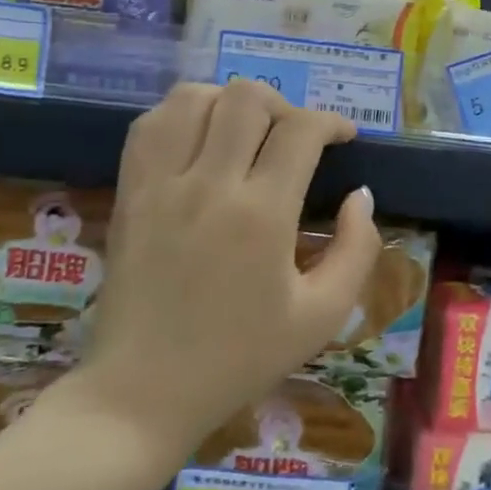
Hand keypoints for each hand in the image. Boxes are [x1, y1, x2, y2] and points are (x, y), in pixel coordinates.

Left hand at [57, 79, 381, 457]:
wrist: (144, 392)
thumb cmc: (240, 358)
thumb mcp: (323, 316)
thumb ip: (357, 250)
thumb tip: (361, 197)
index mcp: (262, 215)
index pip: (301, 130)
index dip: (331, 122)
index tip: (343, 138)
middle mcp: (210, 185)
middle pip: (248, 98)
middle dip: (285, 106)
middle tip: (295, 139)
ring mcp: (161, 184)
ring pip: (195, 97)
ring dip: (231, 103)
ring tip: (246, 133)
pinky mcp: (130, 192)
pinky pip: (151, 123)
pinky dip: (182, 114)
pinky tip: (200, 139)